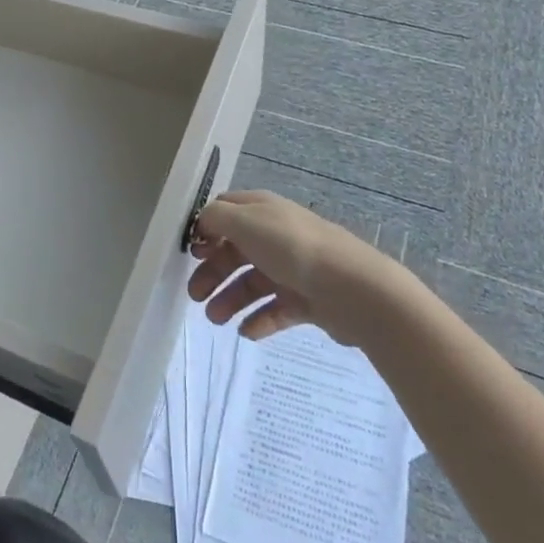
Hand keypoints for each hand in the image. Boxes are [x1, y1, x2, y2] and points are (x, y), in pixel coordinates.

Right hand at [187, 190, 371, 341]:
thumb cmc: (291, 248)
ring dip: (231, 299)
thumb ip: (216, 218)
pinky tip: (247, 332)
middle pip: (236, 251)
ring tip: (217, 321)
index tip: (191, 253)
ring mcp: (293, 268)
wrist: (352, 288)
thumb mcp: (245, 222)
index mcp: (261, 210)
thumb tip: (203, 223)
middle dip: (213, 272)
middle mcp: (276, 235)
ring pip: (253, 282)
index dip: (206, 230)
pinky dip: (259, 319)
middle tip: (195, 296)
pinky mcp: (307, 299)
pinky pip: (276, 309)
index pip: (226, 213)